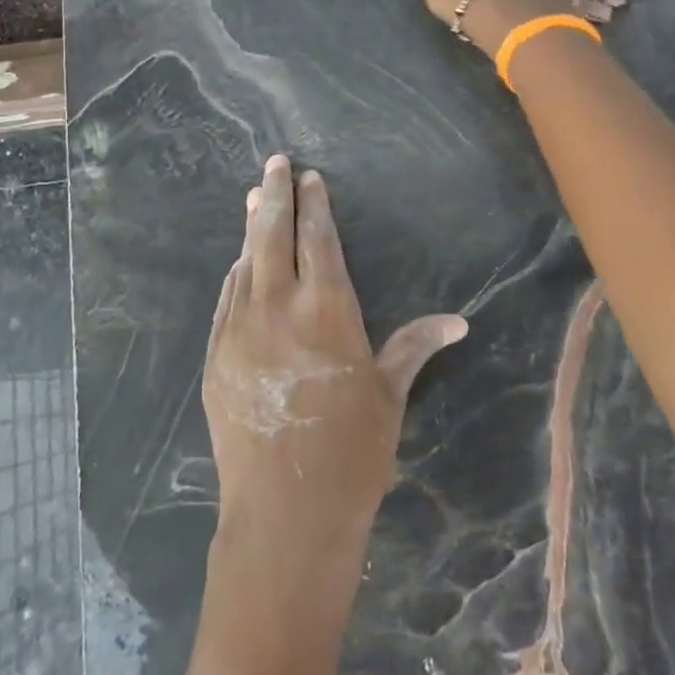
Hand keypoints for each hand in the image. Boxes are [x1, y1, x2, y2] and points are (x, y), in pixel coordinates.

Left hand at [202, 156, 467, 570]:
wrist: (285, 511)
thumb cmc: (352, 451)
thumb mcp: (388, 394)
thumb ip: (414, 347)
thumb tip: (458, 321)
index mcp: (327, 309)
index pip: (318, 239)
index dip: (315, 205)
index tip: (309, 176)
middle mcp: (278, 307)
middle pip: (273, 236)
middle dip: (276, 196)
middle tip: (274, 164)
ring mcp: (240, 330)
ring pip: (245, 263)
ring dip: (251, 229)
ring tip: (255, 198)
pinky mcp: (217, 356)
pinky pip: (227, 301)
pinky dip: (235, 275)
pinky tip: (239, 264)